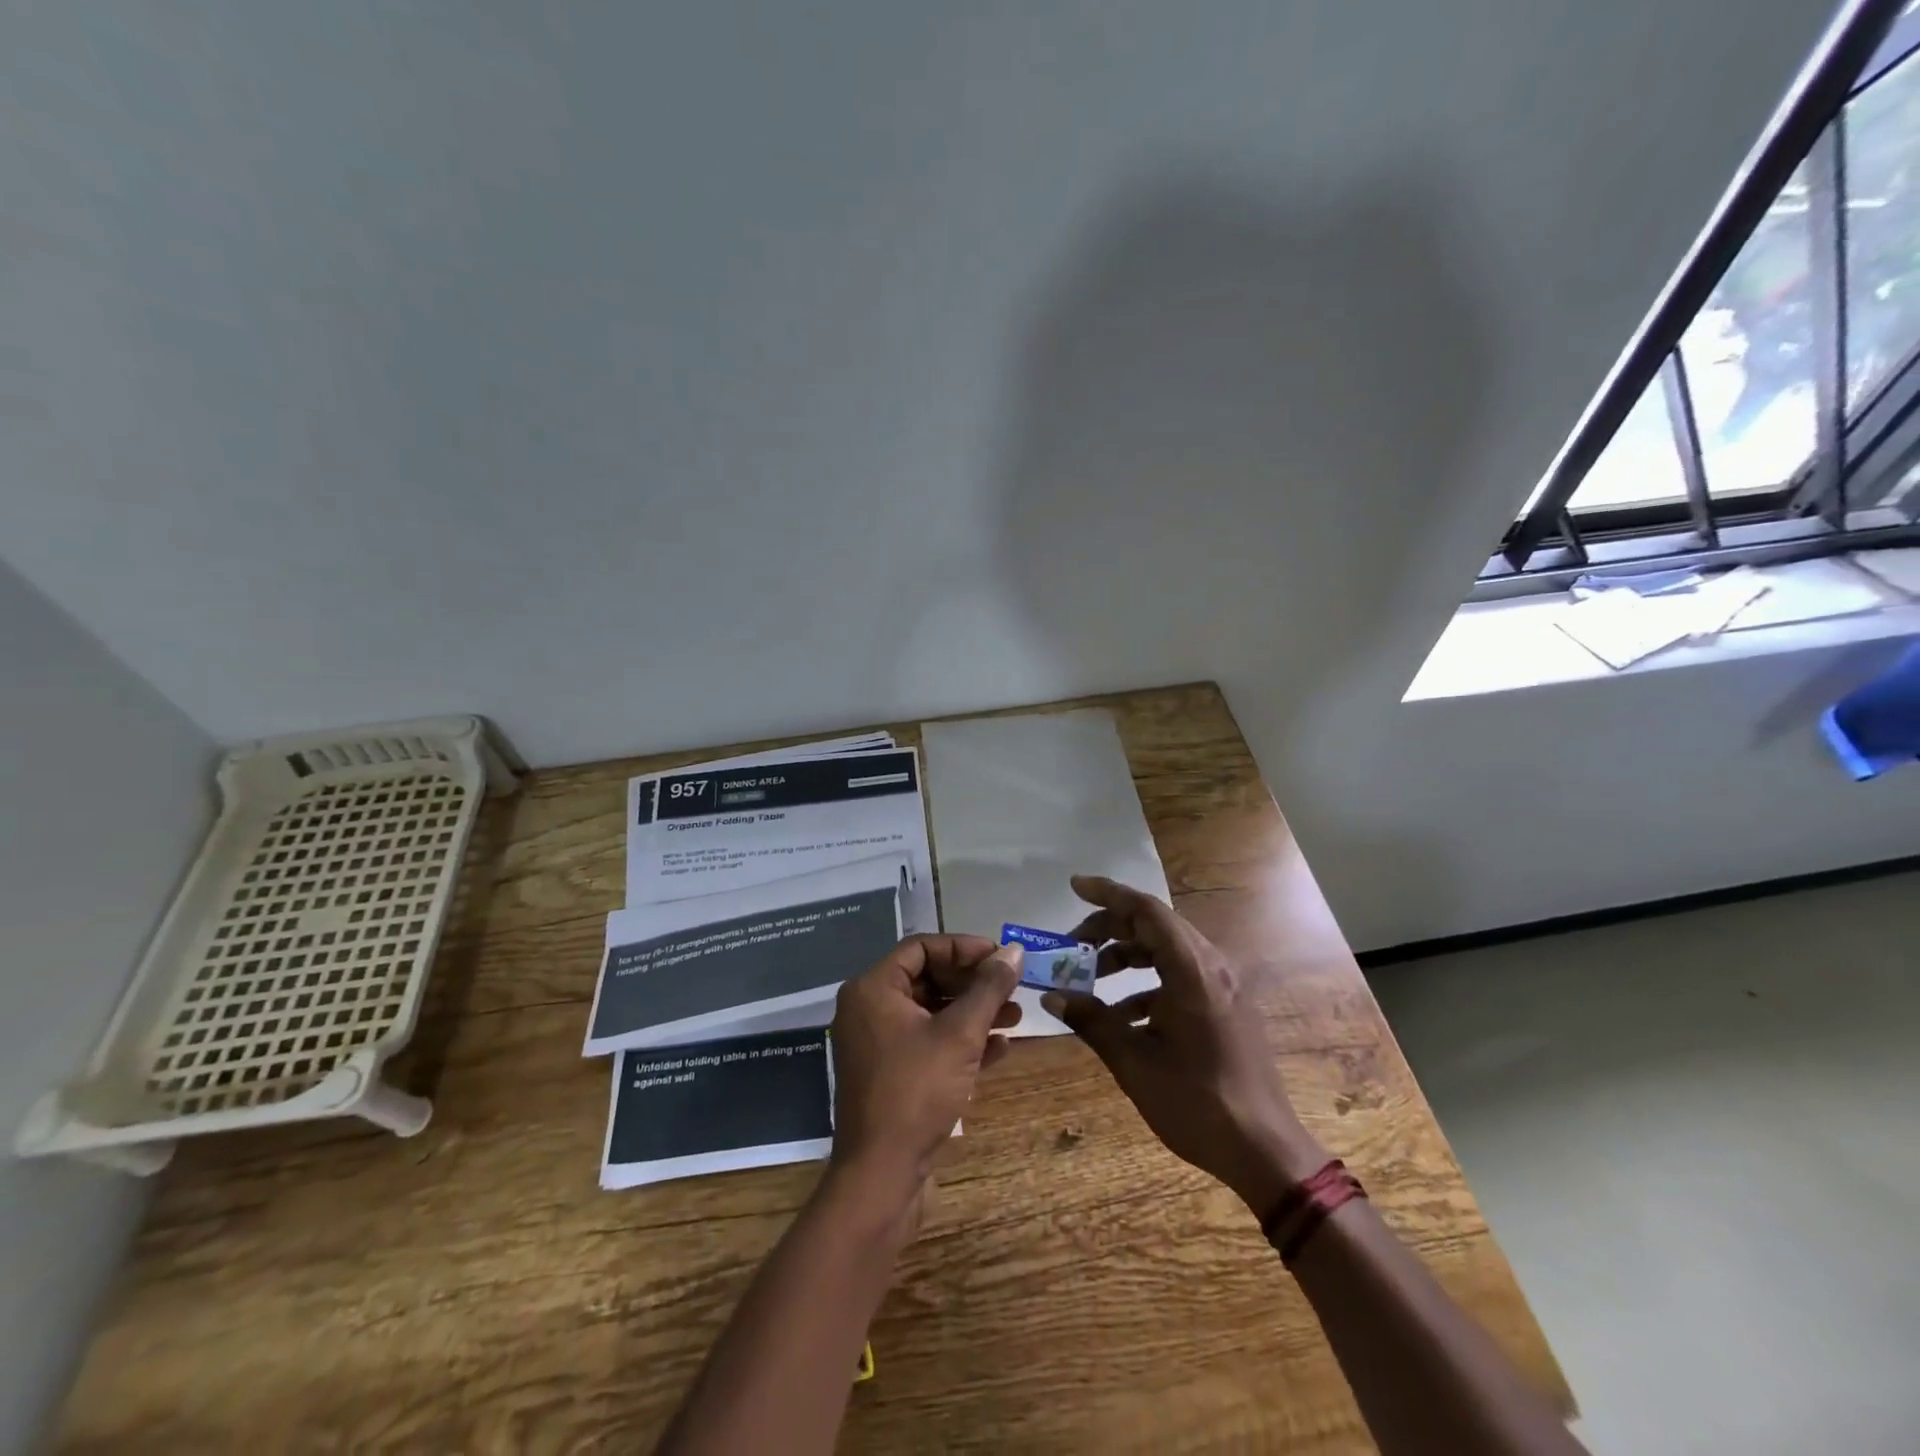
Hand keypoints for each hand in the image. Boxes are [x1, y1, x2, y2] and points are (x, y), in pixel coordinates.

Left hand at [829, 935, 1022, 1199]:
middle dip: (974, 984)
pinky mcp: (893, 1076)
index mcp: (873, 990)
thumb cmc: (917, 1091)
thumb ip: (988, 988)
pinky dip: (963, 1042)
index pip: (921, 948)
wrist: (882, 1176)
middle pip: (929, 979)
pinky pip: (930, 1045)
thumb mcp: (960, 1034)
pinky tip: (1000, 1049)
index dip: (963, 948)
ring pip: (933, 1014)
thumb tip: (1014, 951)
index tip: (1000, 957)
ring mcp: (880, 1045)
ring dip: (974, 1013)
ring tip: (1016, 1016)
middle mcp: (871, 1011)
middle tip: (1012, 987)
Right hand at [1043, 876, 1326, 1218]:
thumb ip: (1092, 1022)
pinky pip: (1180, 976)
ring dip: (1126, 956)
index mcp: (1191, 971)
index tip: (1074, 886)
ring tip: (1089, 980)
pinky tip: (1122, 1016)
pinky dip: (1146, 983)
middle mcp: (1211, 967)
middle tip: (1072, 947)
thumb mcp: (1135, 1064)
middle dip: (1109, 928)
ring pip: (1166, 950)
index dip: (1107, 894)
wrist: (1266, 1151)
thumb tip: (1052, 996)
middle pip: (1154, 925)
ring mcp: (1222, 986)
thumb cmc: (1198, 1104)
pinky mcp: (1225, 1006)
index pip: (1145, 910)